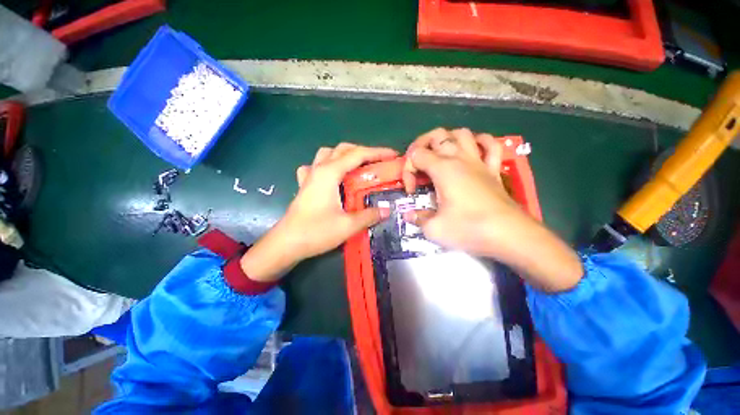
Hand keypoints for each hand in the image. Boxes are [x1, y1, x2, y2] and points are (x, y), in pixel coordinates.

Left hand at [240, 144, 396, 281]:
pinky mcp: (305, 185)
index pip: (358, 155)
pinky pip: (316, 166)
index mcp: (329, 173)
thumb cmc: (316, 232)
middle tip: (378, 162)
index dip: (378, 153)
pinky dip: (327, 165)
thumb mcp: (347, 225)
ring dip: (345, 155)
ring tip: (358, 167)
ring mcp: (309, 176)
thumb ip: (369, 216)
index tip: (393, 155)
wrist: (286, 244)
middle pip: (343, 149)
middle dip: (363, 151)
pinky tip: (332, 176)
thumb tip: (386, 211)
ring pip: (328, 154)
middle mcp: (319, 169)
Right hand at [403, 128, 581, 291]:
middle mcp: (460, 159)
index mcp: (443, 169)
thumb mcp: (434, 229)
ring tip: (440, 156)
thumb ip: (418, 218)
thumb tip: (409, 215)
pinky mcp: (494, 170)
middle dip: (421, 145)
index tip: (411, 191)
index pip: (416, 155)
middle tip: (417, 165)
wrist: (509, 235)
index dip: (408, 170)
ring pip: (462, 134)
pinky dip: (480, 142)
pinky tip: (472, 150)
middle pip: (437, 135)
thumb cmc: (469, 229)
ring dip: (447, 139)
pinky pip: (490, 145)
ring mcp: (479, 162)